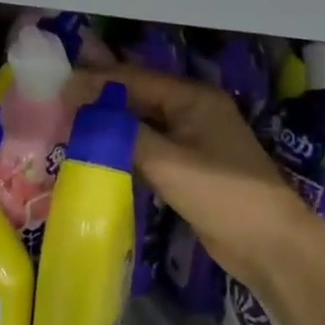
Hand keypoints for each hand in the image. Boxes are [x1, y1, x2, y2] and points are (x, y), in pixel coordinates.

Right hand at [69, 66, 324, 294]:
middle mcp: (192, 110)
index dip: (95, 82)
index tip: (56, 87)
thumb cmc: (221, 195)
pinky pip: (148, 148)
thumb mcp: (167, 161)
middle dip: (99, 101)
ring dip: (109, 125)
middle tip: (55, 105)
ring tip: (67, 125)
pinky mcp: (188, 166)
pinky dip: (123, 148)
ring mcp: (192, 139)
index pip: (134, 79)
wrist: (268, 245)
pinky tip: (96, 152)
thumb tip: (82, 108)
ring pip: (141, 124)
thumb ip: (123, 133)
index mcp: (193, 98)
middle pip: (137, 98)